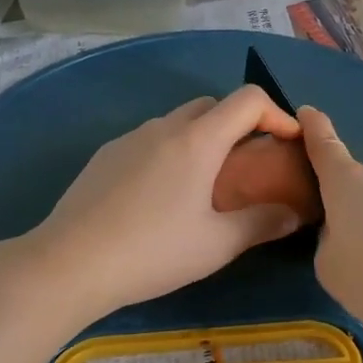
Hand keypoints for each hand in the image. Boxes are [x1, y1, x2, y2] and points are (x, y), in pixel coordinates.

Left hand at [22, 87, 305, 320]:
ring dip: (202, 138)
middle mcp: (164, 127)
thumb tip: (293, 215)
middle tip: (249, 165)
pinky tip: (162, 195)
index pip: (248, 100)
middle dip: (239, 124)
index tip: (288, 143)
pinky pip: (150, 140)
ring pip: (178, 122)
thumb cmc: (152, 252)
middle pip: (212, 105)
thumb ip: (261, 224)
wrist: (69, 263)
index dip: (277, 113)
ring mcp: (129, 138)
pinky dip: (171, 151)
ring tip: (206, 183)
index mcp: (197, 140)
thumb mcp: (217, 245)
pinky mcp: (105, 155)